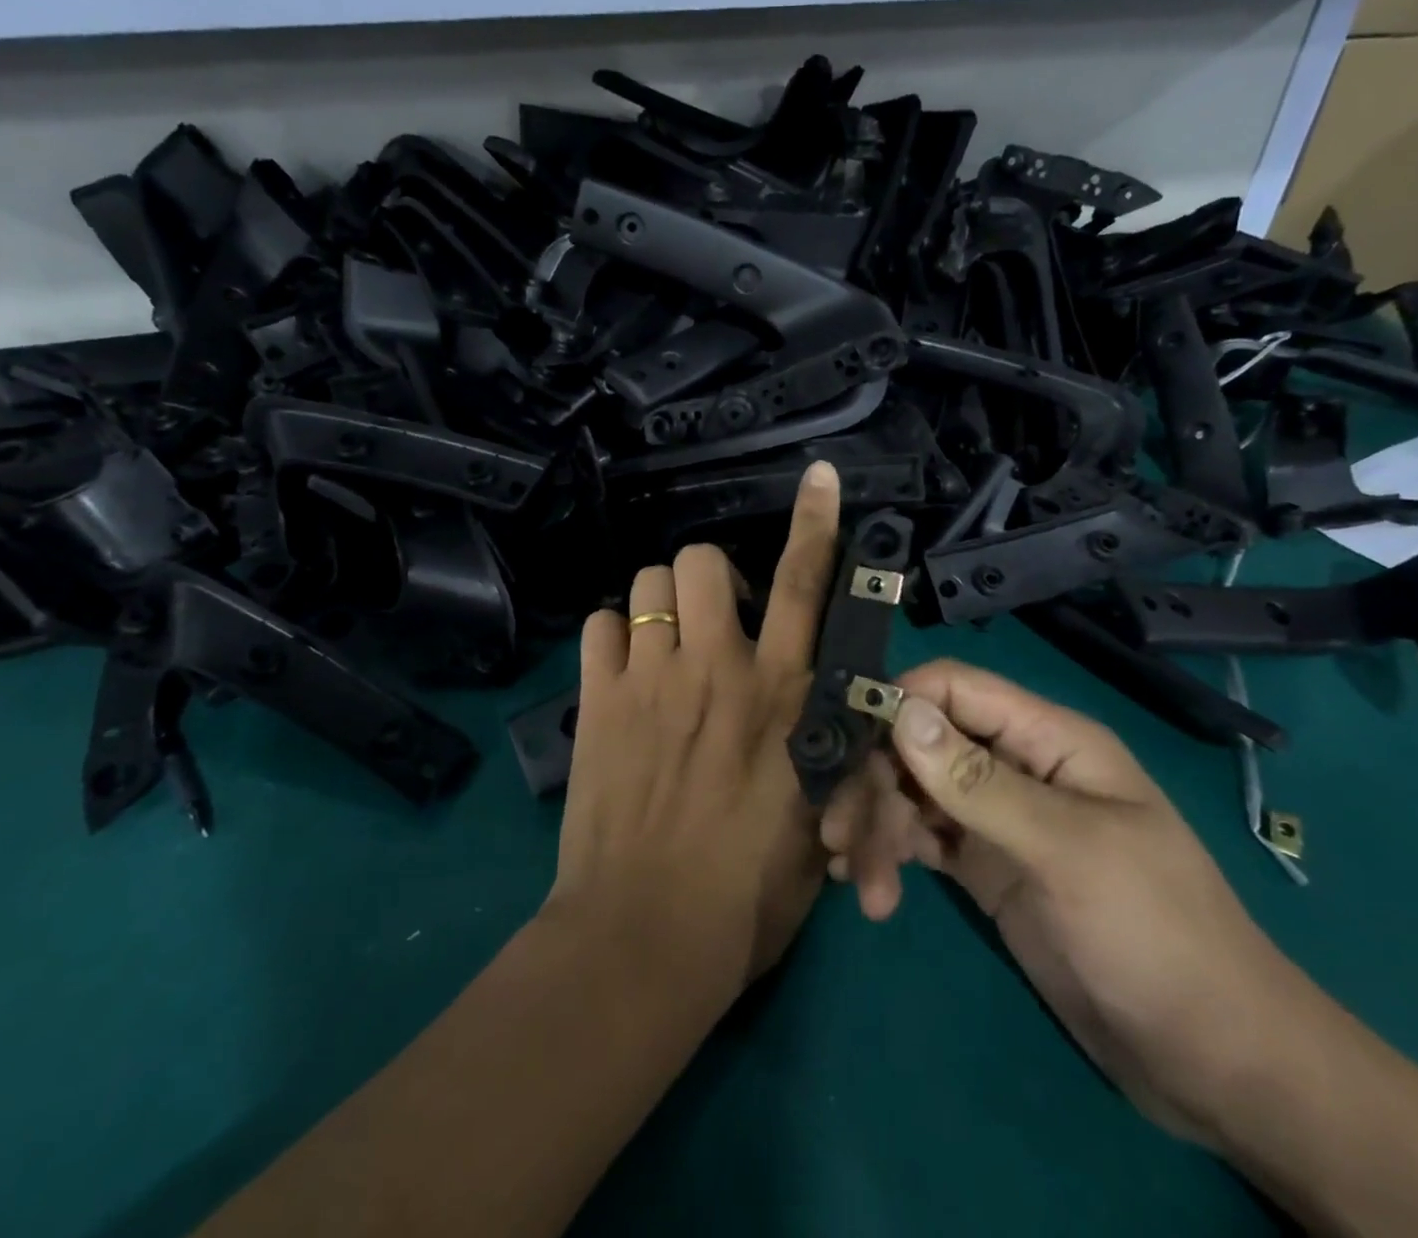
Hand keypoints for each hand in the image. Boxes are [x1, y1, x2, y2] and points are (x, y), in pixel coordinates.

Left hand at [546, 461, 842, 1001]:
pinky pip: (600, 626)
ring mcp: (650, 679)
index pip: (806, 585)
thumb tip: (817, 703)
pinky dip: (614, 639)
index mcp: (782, 694)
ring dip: (661, 604)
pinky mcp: (597, 701)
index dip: (815, 523)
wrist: (644, 939)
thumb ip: (820, 743)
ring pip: (647, 583)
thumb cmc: (748, 894)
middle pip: (702, 560)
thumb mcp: (814, 814)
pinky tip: (623, 673)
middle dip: (709, 576)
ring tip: (664, 646)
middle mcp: (717, 668)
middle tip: (713, 621)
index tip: (817, 478)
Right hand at [826, 658, 1321, 1149]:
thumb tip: (898, 711)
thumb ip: (977, 782)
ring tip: (862, 882)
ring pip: (912, 793)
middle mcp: (1015, 766)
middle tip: (846, 837)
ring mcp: (997, 819)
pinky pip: (921, 840)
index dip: (897, 703)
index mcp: (1047, 740)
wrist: (1212, 1061)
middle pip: (921, 743)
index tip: (849, 745)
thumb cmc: (1155, 934)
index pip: (954, 689)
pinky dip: (890, 853)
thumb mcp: (1066, 852)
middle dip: (877, 783)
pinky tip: (870, 887)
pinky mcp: (984, 867)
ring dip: (878, 826)